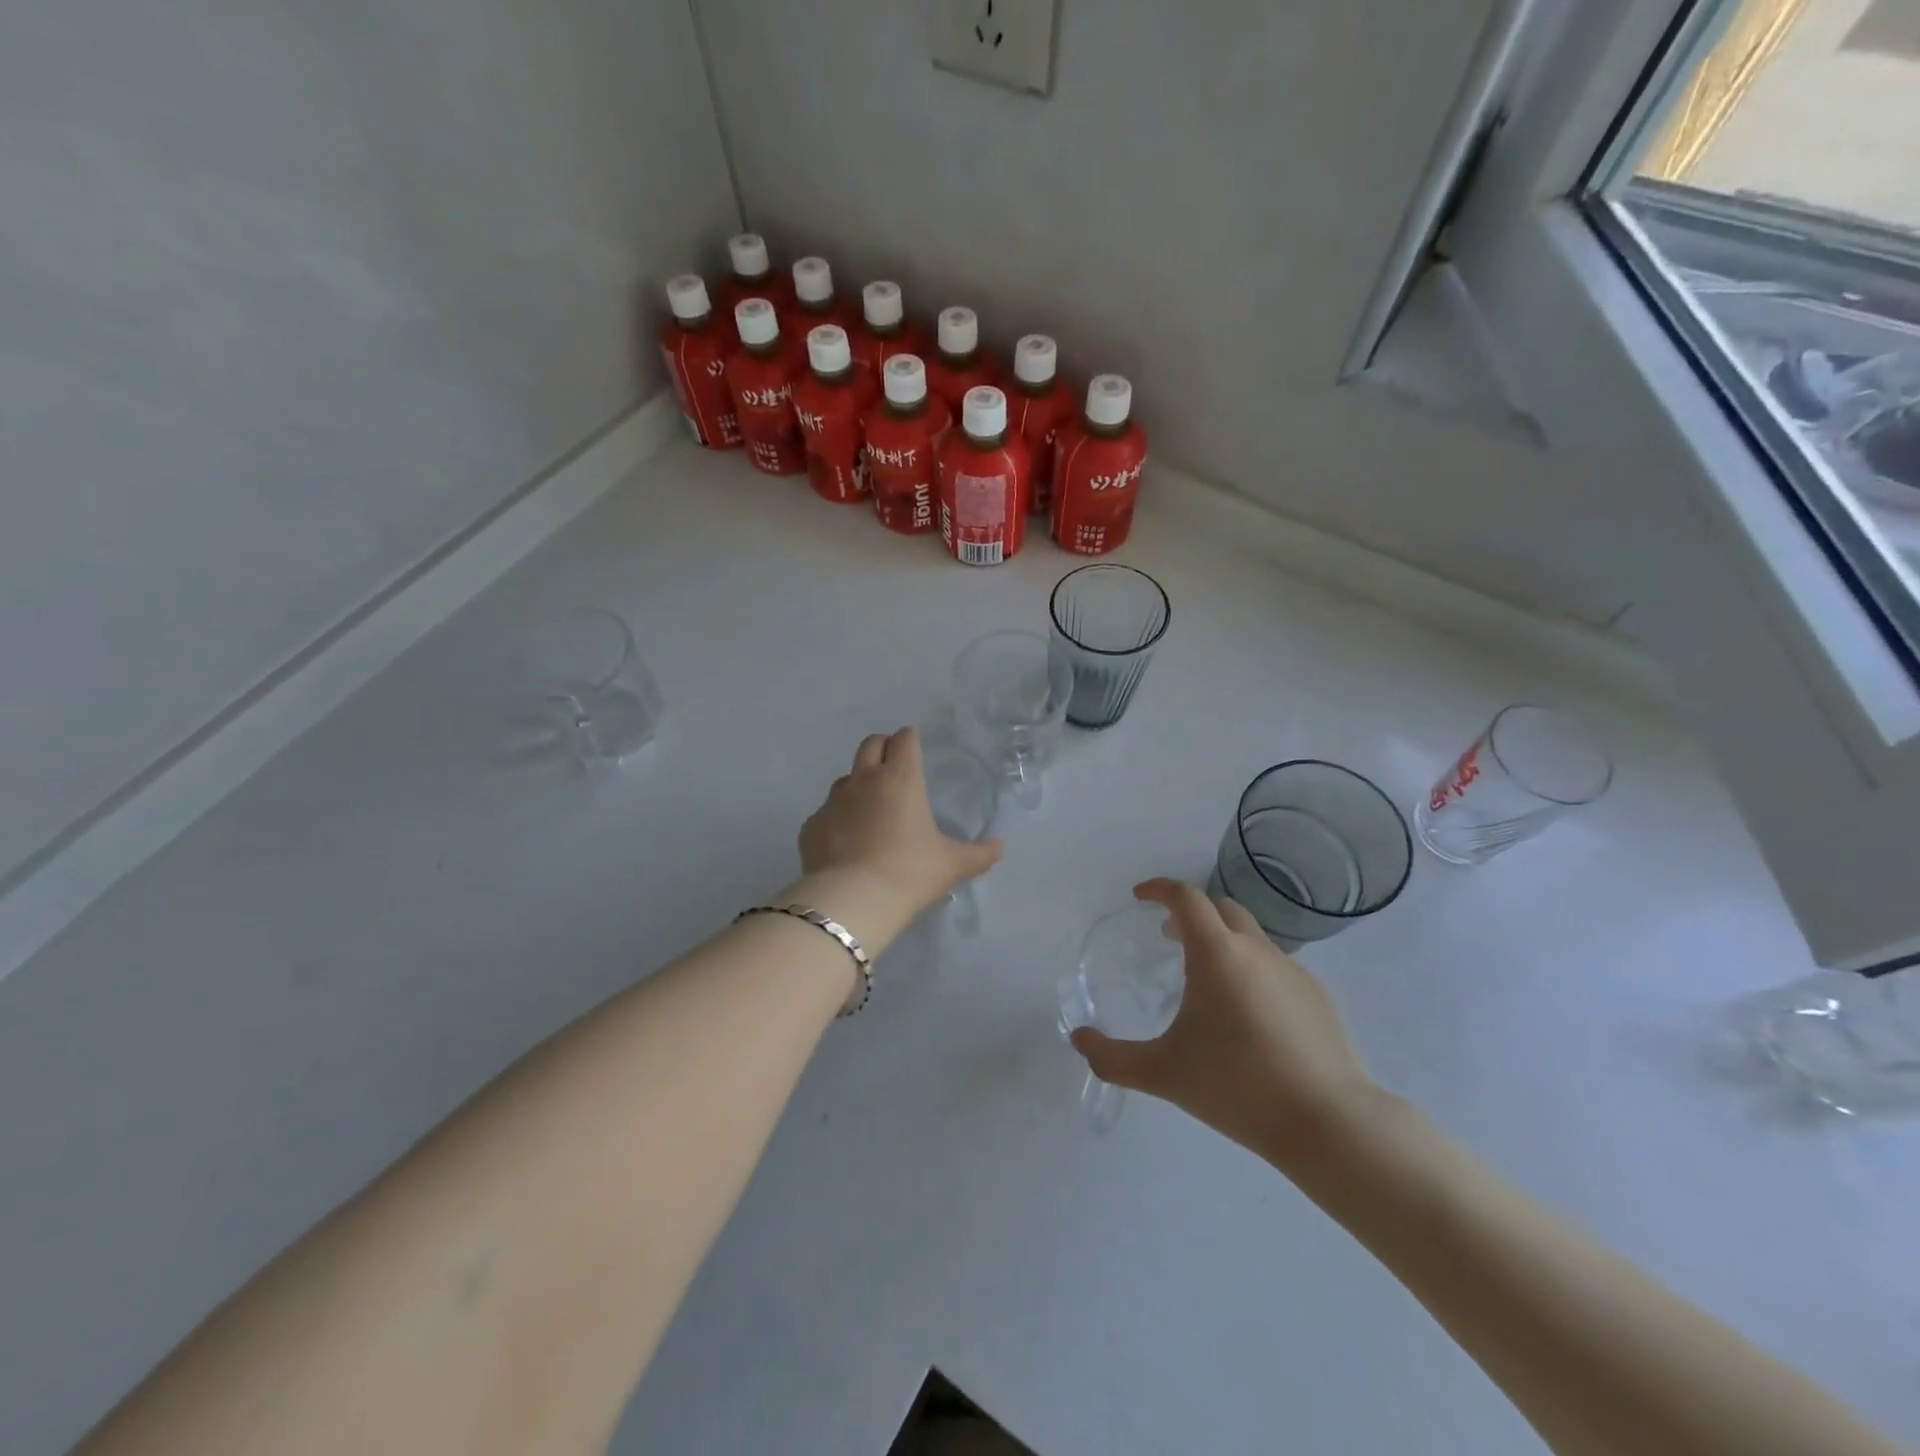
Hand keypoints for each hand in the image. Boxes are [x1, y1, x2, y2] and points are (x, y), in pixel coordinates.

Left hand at [799, 728, 1003, 919]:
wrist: (852, 900)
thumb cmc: (910, 873)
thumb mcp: (952, 865)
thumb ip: (980, 854)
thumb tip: (1000, 848)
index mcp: (900, 779)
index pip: (904, 740)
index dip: (910, 739)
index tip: (914, 746)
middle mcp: (864, 780)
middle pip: (870, 745)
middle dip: (882, 747)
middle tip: (892, 765)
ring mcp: (833, 802)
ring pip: (845, 778)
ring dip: (858, 784)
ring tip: (870, 810)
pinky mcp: (812, 826)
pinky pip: (826, 813)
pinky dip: (837, 820)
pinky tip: (846, 843)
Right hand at [1070, 879, 1383, 1170]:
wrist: (1328, 1123)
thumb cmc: (1237, 1087)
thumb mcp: (1162, 1073)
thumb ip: (1112, 1057)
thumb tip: (1078, 1039)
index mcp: (1217, 954)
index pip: (1186, 897)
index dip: (1159, 889)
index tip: (1140, 897)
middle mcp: (1256, 950)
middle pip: (1221, 908)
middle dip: (1191, 914)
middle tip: (1169, 938)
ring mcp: (1293, 971)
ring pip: (1251, 939)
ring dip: (1223, 944)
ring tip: (1207, 984)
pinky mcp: (1319, 996)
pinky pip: (1276, 968)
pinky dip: (1253, 973)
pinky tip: (1250, 1018)